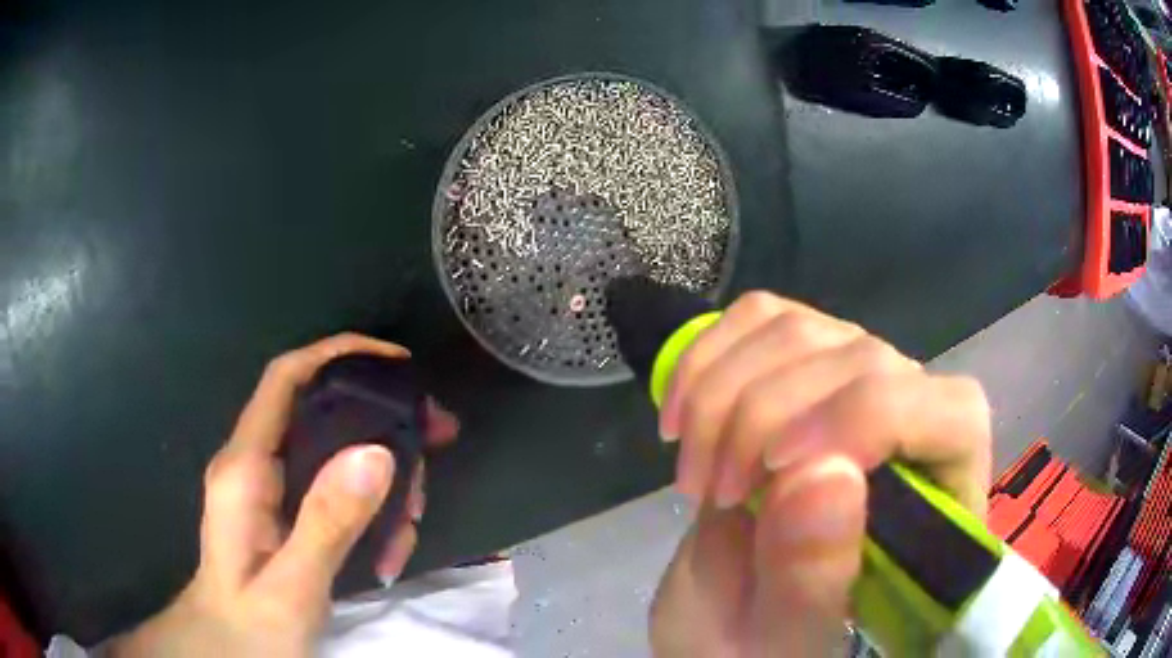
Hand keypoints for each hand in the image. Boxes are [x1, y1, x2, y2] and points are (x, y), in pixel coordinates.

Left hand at [109, 333, 458, 657]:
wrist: (229, 647)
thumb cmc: (253, 625)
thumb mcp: (294, 585)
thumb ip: (327, 521)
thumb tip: (377, 452)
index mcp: (244, 468)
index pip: (286, 379)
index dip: (338, 354)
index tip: (397, 362)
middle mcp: (253, 463)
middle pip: (320, 412)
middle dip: (381, 423)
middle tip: (436, 442)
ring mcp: (268, 485)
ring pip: (334, 451)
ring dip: (382, 480)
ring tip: (410, 523)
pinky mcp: (283, 507)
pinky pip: (333, 486)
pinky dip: (369, 506)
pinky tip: (387, 546)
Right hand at [648, 292, 990, 656]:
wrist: (728, 623)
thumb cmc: (768, 643)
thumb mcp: (784, 640)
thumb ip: (813, 580)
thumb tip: (822, 473)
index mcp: (940, 501)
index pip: (949, 412)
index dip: (865, 417)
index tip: (768, 472)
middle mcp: (913, 423)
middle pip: (861, 357)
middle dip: (761, 416)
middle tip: (709, 490)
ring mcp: (854, 386)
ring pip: (799, 328)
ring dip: (721, 391)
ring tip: (694, 470)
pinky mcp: (798, 371)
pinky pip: (758, 319)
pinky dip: (705, 356)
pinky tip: (680, 414)